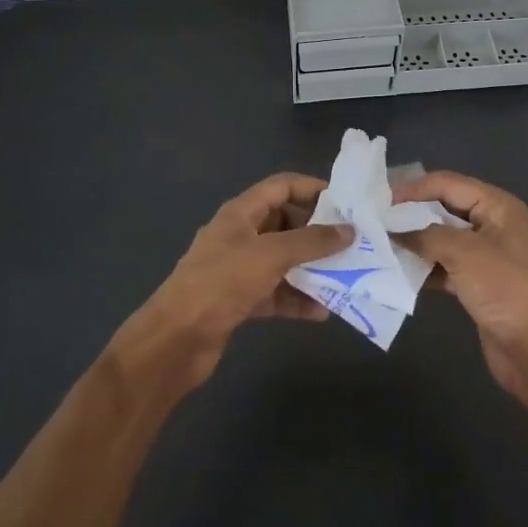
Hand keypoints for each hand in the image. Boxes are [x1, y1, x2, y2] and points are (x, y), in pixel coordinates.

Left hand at [116, 173, 350, 390]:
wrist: (176, 340)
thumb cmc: (221, 283)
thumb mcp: (270, 255)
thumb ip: (311, 242)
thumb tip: (348, 231)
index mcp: (241, 214)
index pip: (281, 186)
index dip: (312, 188)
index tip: (345, 202)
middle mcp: (240, 236)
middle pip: (285, 223)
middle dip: (317, 233)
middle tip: (352, 243)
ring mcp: (238, 269)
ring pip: (283, 260)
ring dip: (311, 269)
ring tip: (345, 277)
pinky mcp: (239, 300)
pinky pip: (276, 292)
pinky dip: (297, 299)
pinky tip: (322, 312)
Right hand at [393, 171, 527, 414]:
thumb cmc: (504, 288)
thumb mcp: (464, 252)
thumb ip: (425, 235)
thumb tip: (392, 230)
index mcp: (497, 206)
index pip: (447, 184)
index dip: (414, 189)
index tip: (380, 201)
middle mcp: (492, 224)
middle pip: (443, 209)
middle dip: (411, 214)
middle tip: (374, 221)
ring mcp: (485, 256)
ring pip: (441, 239)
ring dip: (414, 242)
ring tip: (379, 244)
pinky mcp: (477, 284)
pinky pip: (443, 266)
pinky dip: (423, 268)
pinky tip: (397, 272)